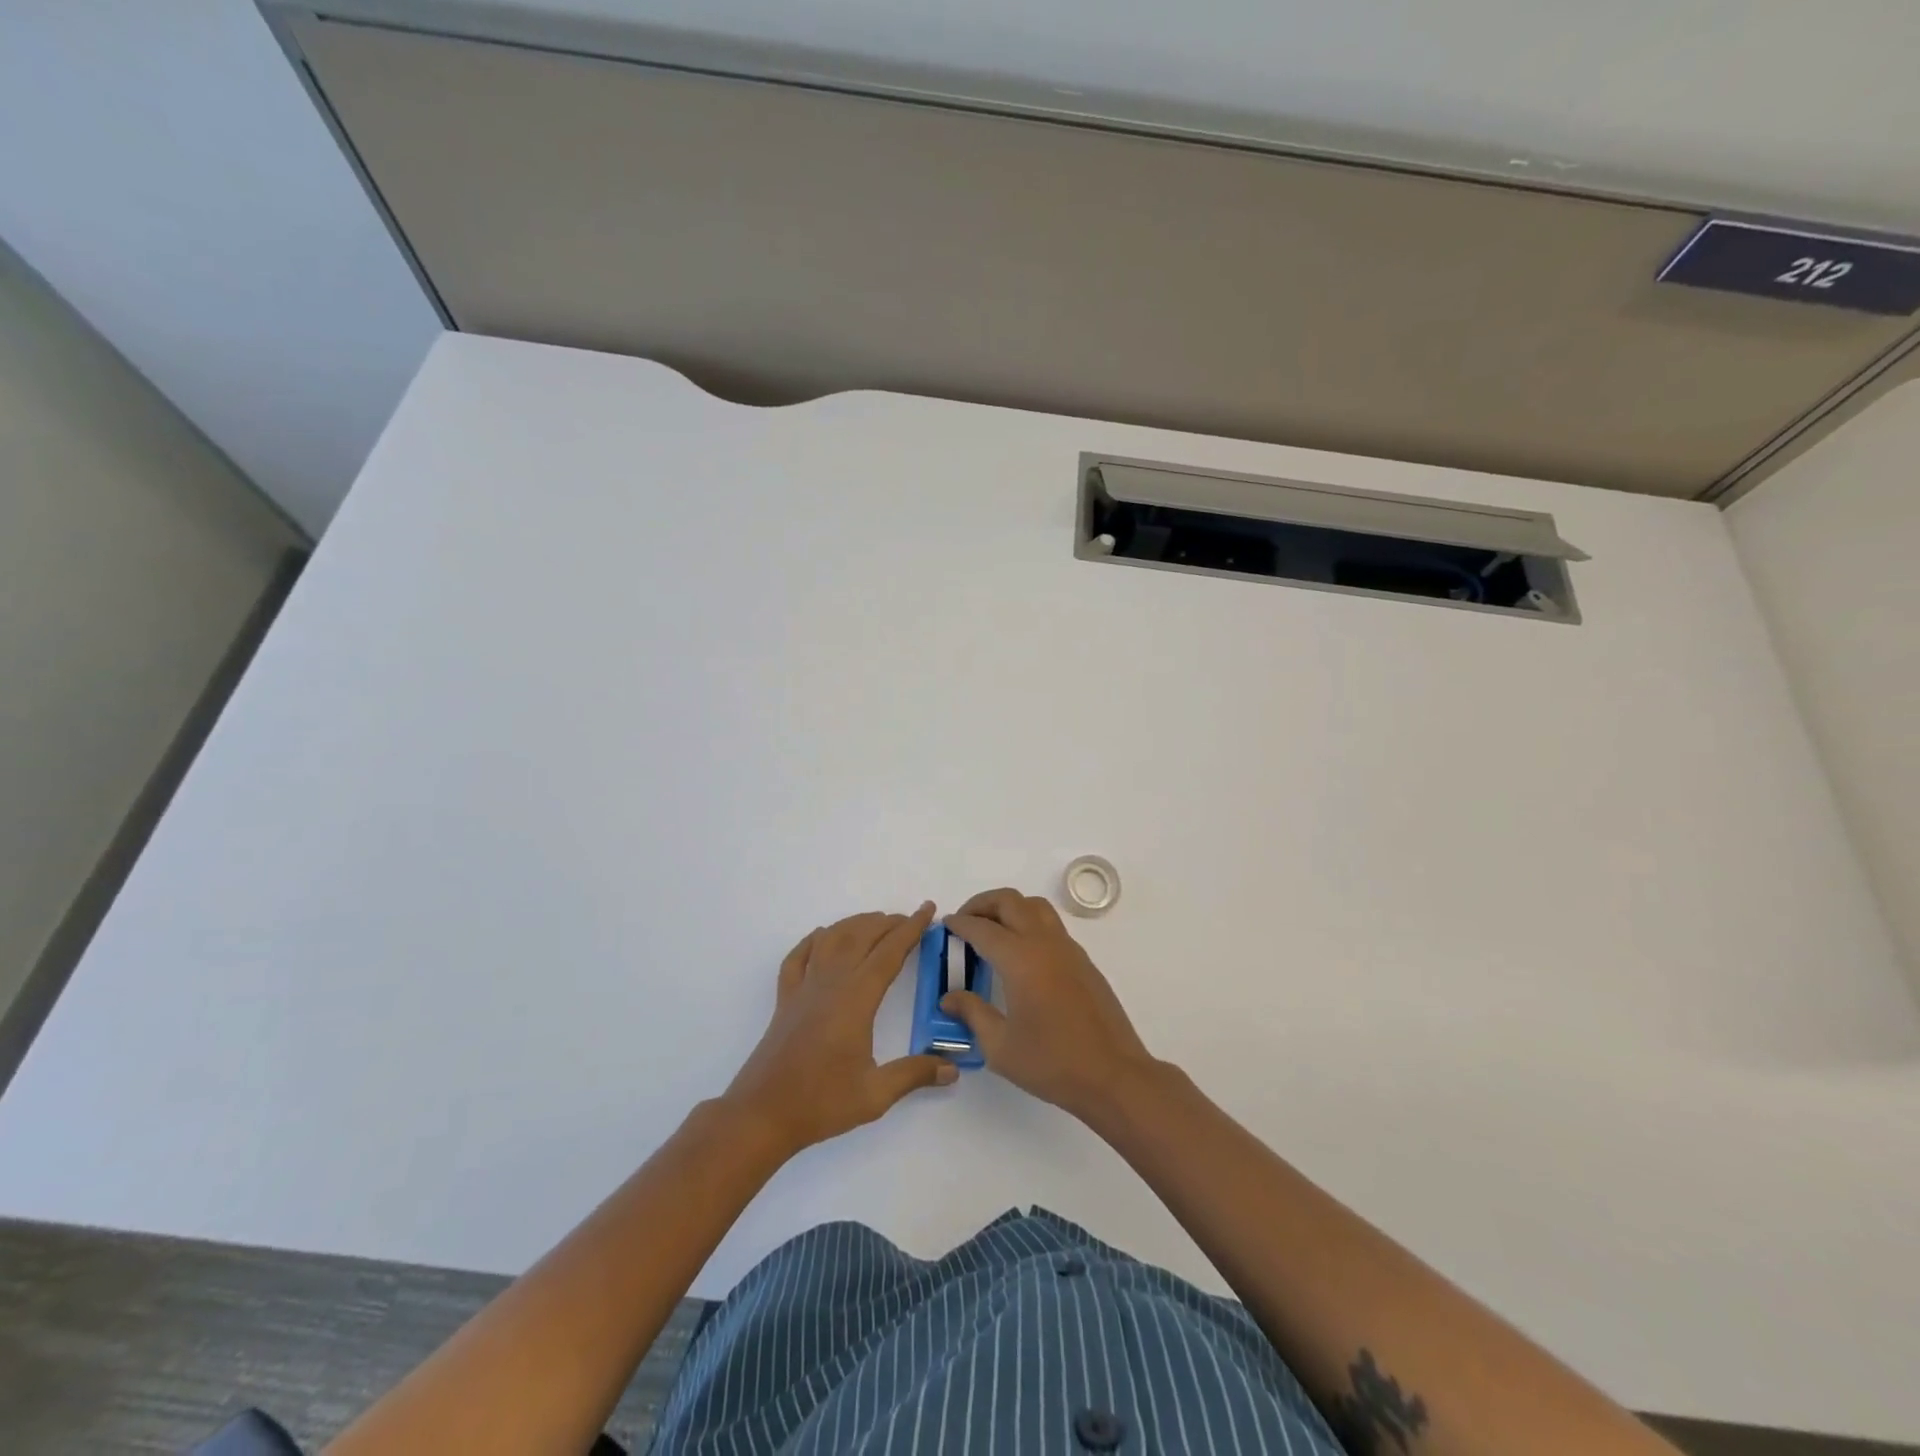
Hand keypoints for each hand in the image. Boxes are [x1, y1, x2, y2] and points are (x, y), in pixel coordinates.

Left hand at [723, 904, 955, 1157]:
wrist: (762, 1114)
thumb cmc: (821, 1102)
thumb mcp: (875, 1094)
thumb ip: (914, 1075)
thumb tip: (953, 1069)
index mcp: (856, 999)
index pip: (889, 953)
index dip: (911, 929)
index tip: (928, 910)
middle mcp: (831, 983)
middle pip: (861, 937)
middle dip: (887, 923)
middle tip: (908, 919)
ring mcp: (804, 988)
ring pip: (831, 939)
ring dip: (855, 924)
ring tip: (874, 921)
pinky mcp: (785, 999)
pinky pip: (798, 956)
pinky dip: (813, 939)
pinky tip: (822, 936)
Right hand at [942, 888, 1157, 1124]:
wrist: (1113, 1075)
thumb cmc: (1052, 1063)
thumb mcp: (1000, 1046)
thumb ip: (972, 1014)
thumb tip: (949, 997)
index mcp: (1020, 960)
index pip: (982, 928)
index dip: (960, 924)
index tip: (945, 925)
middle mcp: (1044, 943)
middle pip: (1010, 901)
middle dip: (982, 904)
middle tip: (965, 922)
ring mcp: (1068, 949)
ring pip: (1035, 906)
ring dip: (1009, 908)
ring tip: (992, 930)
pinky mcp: (1083, 961)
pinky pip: (1051, 925)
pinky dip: (1029, 923)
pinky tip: (1021, 954)